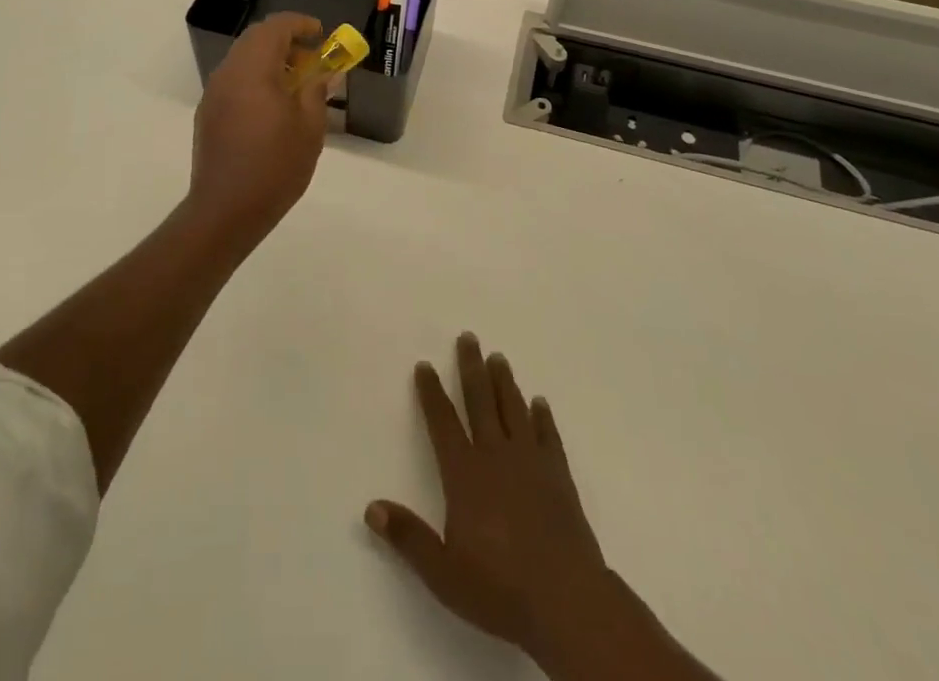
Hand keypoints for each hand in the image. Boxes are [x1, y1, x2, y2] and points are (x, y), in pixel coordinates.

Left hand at [186, 12, 330, 242]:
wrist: (226, 209)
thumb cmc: (275, 166)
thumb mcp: (309, 128)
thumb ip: (317, 92)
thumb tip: (324, 74)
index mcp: (253, 70)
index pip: (275, 27)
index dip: (300, 24)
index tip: (321, 34)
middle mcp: (228, 73)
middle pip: (255, 39)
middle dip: (285, 40)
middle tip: (311, 56)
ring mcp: (213, 93)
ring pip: (242, 59)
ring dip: (269, 59)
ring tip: (296, 82)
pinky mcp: (208, 113)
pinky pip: (234, 80)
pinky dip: (255, 78)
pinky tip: (273, 105)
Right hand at [365, 333, 611, 664]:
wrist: (566, 601)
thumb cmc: (499, 588)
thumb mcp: (443, 572)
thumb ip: (408, 538)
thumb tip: (371, 507)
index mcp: (465, 475)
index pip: (443, 423)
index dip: (432, 393)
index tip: (425, 365)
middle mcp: (496, 456)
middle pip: (480, 401)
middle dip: (471, 368)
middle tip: (468, 337)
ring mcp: (530, 463)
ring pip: (514, 410)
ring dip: (504, 382)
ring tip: (499, 357)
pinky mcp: (559, 476)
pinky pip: (548, 436)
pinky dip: (542, 417)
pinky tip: (539, 402)